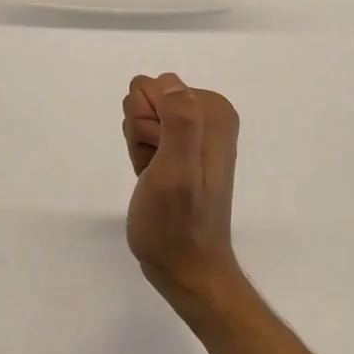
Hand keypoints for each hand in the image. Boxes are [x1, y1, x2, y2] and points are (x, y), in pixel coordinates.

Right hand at [122, 73, 243, 307]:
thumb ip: (179, 123)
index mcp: (213, 110)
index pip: (153, 86)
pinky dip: (142, 156)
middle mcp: (207, 113)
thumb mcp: (177, 172)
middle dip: (142, 133)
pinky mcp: (180, 146)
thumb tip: (172, 84)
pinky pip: (144, 132)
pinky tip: (153, 179)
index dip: (146, 124)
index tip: (159, 156)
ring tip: (156, 178)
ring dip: (141, 146)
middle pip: (145, 98)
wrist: (186, 269)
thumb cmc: (178, 224)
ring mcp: (193, 130)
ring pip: (140, 115)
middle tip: (158, 169)